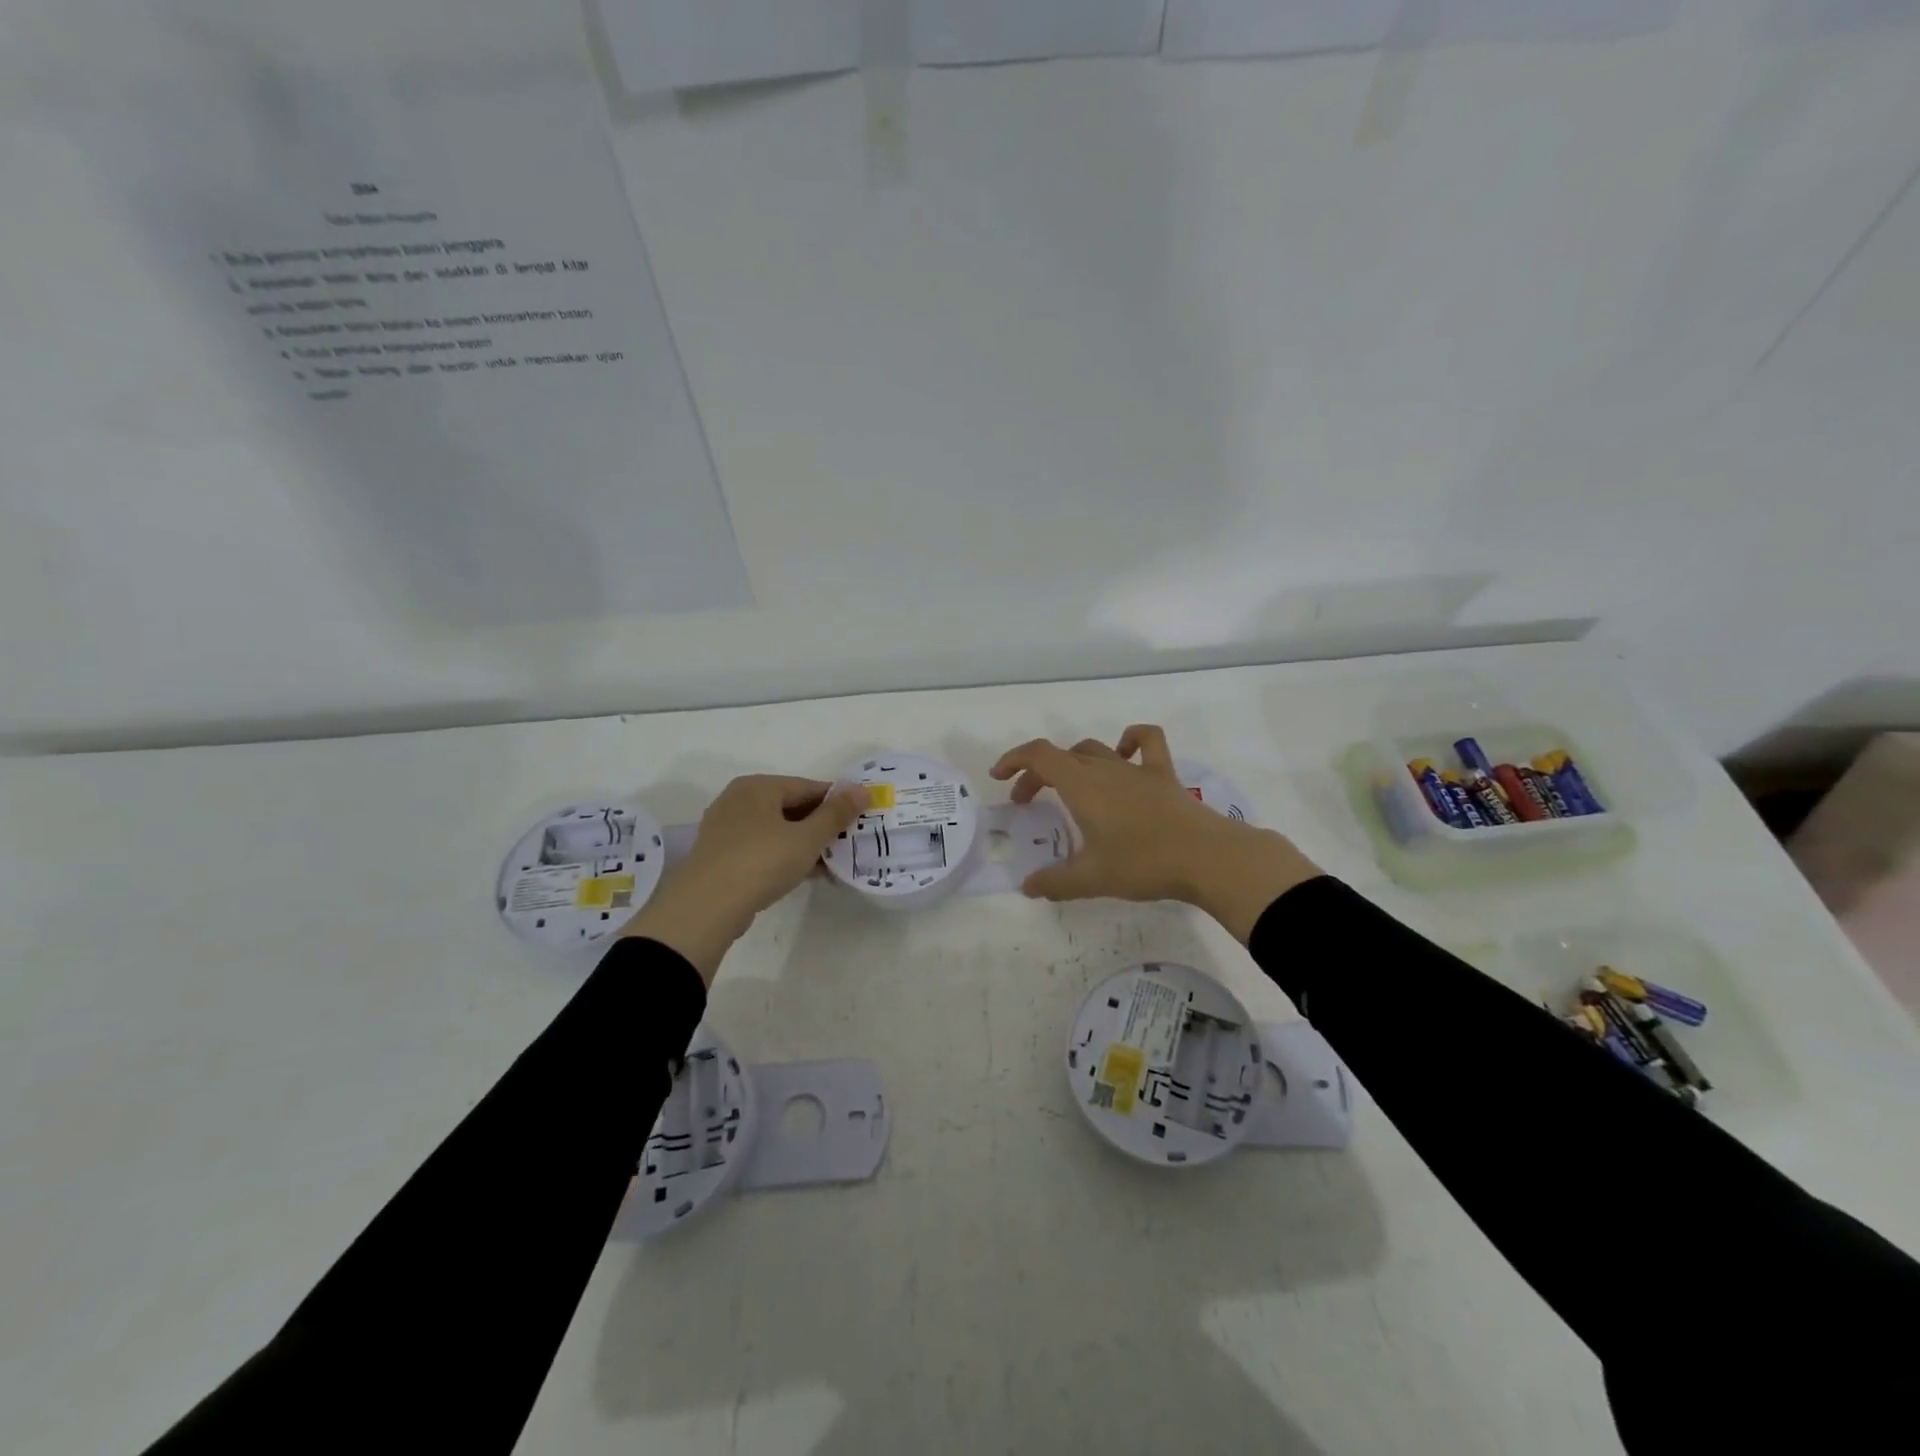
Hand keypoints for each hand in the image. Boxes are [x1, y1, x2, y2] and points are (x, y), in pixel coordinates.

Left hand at [623, 775, 865, 982]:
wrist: (706, 908)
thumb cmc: (761, 861)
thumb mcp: (807, 838)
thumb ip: (836, 813)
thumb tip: (862, 789)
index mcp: (758, 786)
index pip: (808, 787)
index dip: (837, 802)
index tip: (860, 819)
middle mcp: (738, 799)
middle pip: (791, 807)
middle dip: (821, 826)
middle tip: (847, 844)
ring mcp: (726, 828)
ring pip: (777, 829)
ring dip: (805, 844)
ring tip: (831, 864)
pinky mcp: (721, 855)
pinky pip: (762, 847)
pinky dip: (784, 856)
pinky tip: (805, 875)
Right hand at [989, 724, 1320, 942]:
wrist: (1207, 857)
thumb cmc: (1143, 863)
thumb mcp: (1091, 878)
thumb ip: (1055, 882)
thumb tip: (1028, 887)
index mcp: (1081, 785)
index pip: (1038, 755)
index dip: (1013, 760)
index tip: (999, 777)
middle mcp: (1105, 768)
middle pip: (1061, 756)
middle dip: (1037, 774)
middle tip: (1027, 802)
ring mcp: (1137, 768)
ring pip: (1096, 749)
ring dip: (1074, 762)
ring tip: (1069, 786)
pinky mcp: (1164, 775)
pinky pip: (1146, 742)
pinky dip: (1130, 740)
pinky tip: (1124, 754)